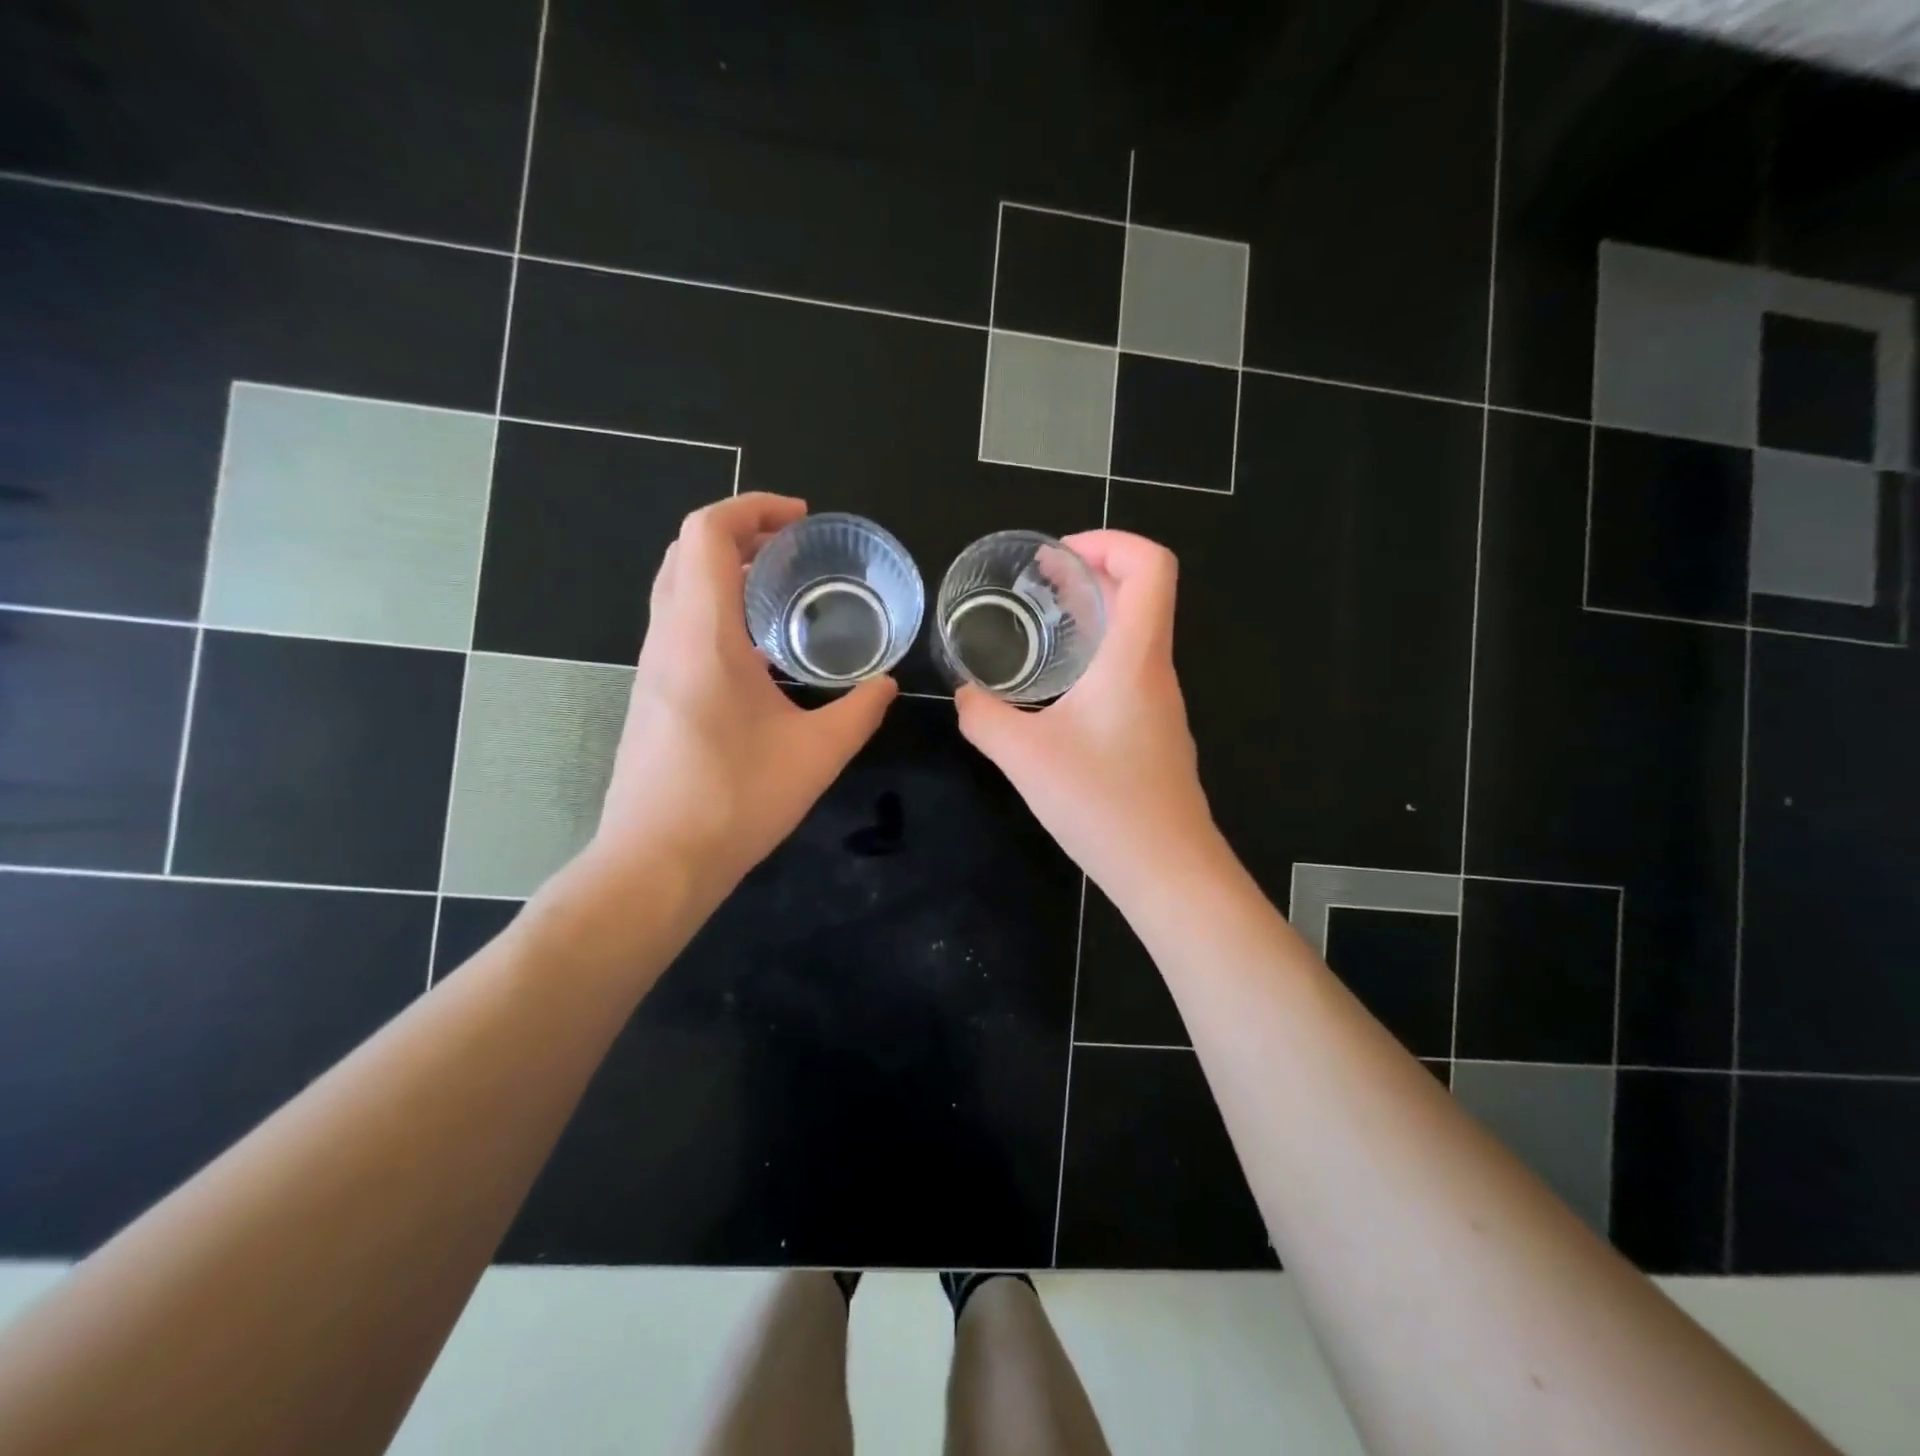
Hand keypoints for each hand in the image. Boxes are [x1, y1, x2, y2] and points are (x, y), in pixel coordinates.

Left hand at [585, 493, 896, 903]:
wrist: (657, 862)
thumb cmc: (736, 800)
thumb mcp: (817, 753)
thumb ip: (860, 711)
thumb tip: (887, 685)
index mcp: (703, 635)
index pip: (708, 533)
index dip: (752, 509)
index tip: (800, 520)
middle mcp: (668, 638)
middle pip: (686, 551)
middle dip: (739, 533)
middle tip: (792, 548)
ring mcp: (652, 668)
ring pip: (676, 587)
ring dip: (723, 570)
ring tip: (779, 589)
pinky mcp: (651, 695)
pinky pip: (677, 624)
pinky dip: (713, 607)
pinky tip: (756, 650)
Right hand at [954, 530, 1220, 896]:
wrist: (1167, 871)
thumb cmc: (1102, 803)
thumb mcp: (1024, 757)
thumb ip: (984, 717)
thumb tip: (964, 695)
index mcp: (1134, 657)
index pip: (1151, 565)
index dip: (1110, 541)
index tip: (1058, 556)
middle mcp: (1155, 671)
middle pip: (1140, 594)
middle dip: (1089, 572)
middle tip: (1037, 580)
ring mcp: (1160, 704)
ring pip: (1135, 635)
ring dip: (1093, 616)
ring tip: (1042, 623)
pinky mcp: (1154, 734)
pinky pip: (1129, 672)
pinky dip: (1096, 656)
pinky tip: (1059, 690)